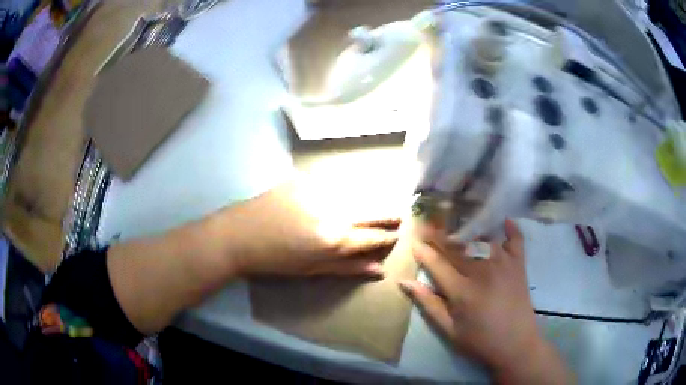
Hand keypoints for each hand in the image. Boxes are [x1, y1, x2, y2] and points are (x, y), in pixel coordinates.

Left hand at [212, 179, 398, 277]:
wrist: (238, 235)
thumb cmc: (274, 261)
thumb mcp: (312, 270)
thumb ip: (348, 268)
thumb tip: (379, 271)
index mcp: (335, 239)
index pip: (373, 236)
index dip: (387, 236)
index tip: (396, 234)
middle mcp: (333, 211)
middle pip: (372, 209)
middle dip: (388, 213)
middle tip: (398, 215)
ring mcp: (318, 191)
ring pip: (356, 192)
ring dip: (370, 198)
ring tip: (378, 204)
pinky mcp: (304, 179)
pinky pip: (332, 185)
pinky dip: (343, 191)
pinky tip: (346, 194)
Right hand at [399, 219, 570, 383]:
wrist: (516, 346)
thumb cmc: (479, 341)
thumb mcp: (449, 330)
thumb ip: (428, 304)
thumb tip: (405, 282)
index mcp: (462, 291)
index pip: (437, 263)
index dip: (424, 251)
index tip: (414, 240)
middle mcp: (482, 271)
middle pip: (457, 247)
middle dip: (440, 235)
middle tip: (429, 223)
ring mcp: (503, 265)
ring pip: (483, 238)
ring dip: (469, 227)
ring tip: (459, 218)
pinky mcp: (519, 265)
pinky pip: (515, 240)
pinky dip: (511, 229)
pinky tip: (505, 219)